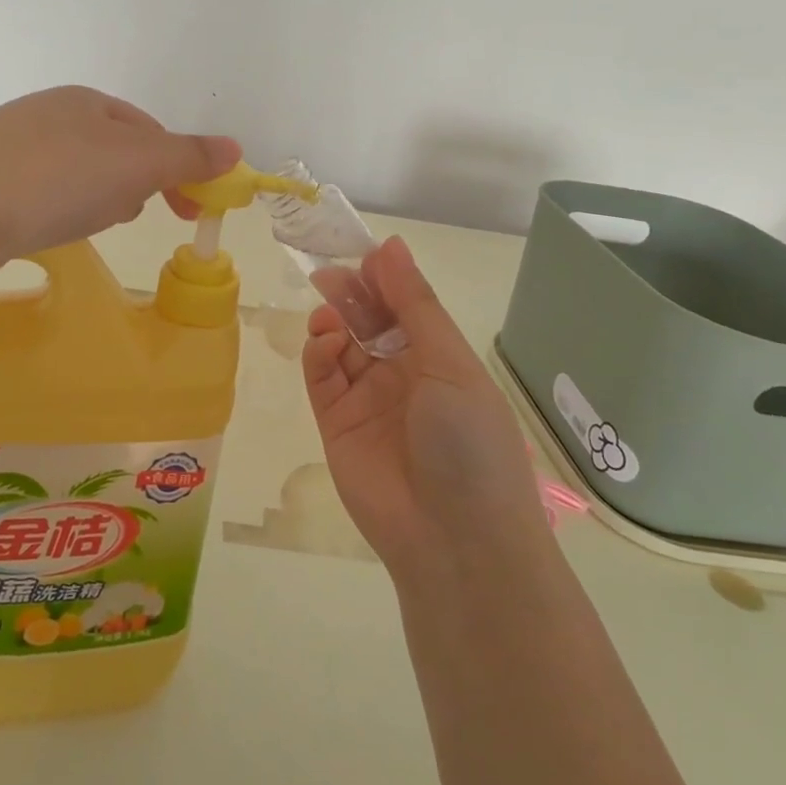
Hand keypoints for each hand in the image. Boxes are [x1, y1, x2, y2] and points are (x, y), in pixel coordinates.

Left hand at [0, 86, 239, 268]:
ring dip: (100, 195)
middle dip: (138, 182)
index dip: (179, 167)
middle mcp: (48, 114)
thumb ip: (187, 156)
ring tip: (98, 223)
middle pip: (112, 149)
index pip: (149, 130)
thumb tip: (235, 148)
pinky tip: (51, 227)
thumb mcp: (136, 165)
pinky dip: (60, 207)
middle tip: (144, 214)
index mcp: (87, 101)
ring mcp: (10, 146)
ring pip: (76, 170)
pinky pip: (41, 190)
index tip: (190, 208)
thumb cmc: (57, 178)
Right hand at [301, 237, 548, 576]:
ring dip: (333, 322)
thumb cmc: (467, 440)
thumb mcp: (449, 363)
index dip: (385, 278)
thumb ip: (414, 304)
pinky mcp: (336, 423)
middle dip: (352, 295)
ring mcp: (367, 399)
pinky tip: (325, 343)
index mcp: (439, 358)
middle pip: (369, 321)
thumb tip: (390, 245)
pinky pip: (322, 377)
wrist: (453, 538)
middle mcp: (402, 374)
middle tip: (330, 274)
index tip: (362, 253)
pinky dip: (318, 354)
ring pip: (341, 345)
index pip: (405, 306)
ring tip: (329, 315)